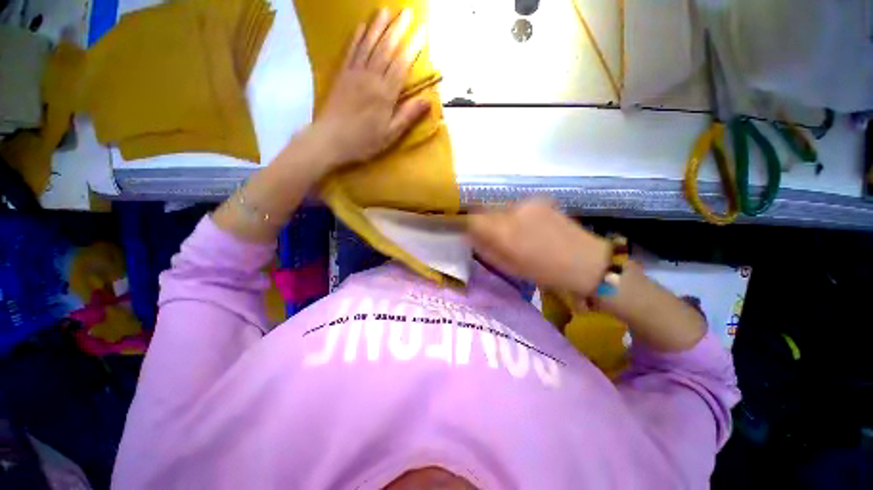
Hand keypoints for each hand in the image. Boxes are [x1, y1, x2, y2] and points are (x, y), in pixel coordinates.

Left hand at [312, 8, 429, 169]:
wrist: (330, 140)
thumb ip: (408, 115)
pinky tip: (362, 26)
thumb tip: (428, 101)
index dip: (412, 46)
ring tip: (386, 10)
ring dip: (378, 26)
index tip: (422, 31)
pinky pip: (351, 51)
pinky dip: (357, 37)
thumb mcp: (390, 134)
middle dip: (397, 29)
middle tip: (407, 12)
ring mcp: (354, 74)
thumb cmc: (364, 141)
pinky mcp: (342, 75)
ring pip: (368, 44)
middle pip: (386, 48)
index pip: (401, 64)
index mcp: (385, 94)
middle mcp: (370, 78)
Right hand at [468, 199, 611, 296]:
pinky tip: (530, 226)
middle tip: (495, 236)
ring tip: (516, 233)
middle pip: (486, 210)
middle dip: (485, 223)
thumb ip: (485, 249)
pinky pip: (517, 206)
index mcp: (504, 232)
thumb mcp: (508, 266)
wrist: (583, 260)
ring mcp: (528, 203)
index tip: (470, 233)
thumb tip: (469, 236)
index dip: (468, 225)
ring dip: (502, 219)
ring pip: (502, 208)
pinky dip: (516, 215)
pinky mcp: (540, 199)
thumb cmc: (542, 271)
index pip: (473, 219)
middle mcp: (512, 211)